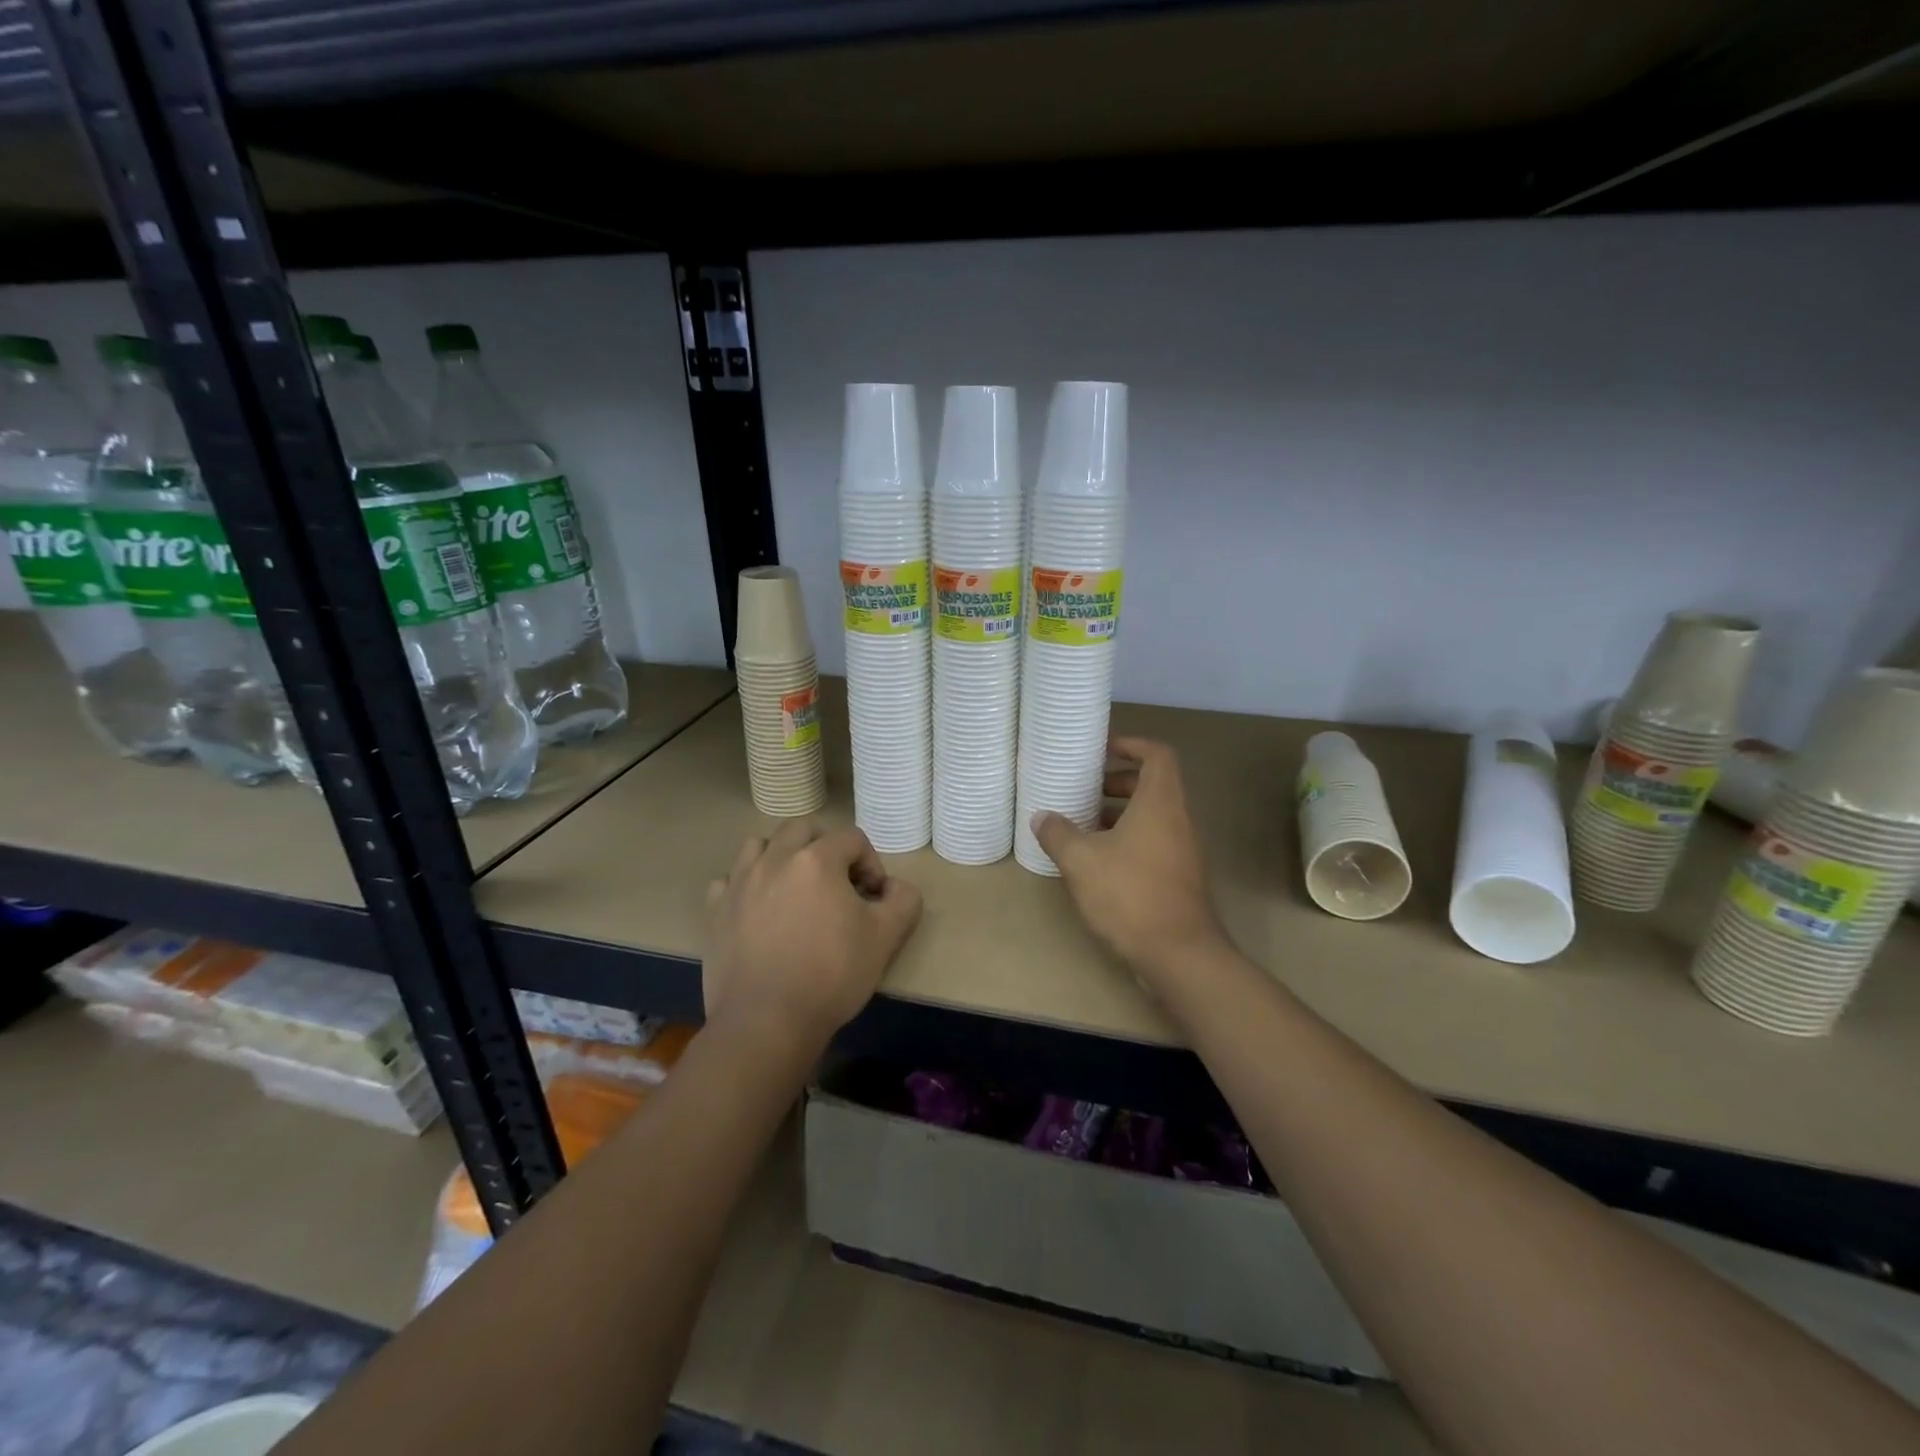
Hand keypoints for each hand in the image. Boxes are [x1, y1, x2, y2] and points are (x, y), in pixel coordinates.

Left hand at [704, 820, 922, 1055]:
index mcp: (817, 860)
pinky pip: (729, 880)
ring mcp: (740, 883)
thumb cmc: (831, 975)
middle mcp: (775, 859)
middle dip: (825, 848)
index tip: (873, 898)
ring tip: (795, 888)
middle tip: (837, 884)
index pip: (852, 839)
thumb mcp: (886, 938)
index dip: (870, 863)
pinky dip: (746, 885)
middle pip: (803, 829)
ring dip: (781, 856)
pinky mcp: (716, 911)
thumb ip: (903, 900)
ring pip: (760, 846)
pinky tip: (758, 909)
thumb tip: (894, 887)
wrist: (767, 1022)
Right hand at [1032, 737, 1225, 980]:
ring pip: (1153, 816)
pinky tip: (1098, 862)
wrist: (1179, 954)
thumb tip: (1041, 817)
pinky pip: (1154, 842)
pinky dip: (1128, 839)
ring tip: (1083, 827)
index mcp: (1160, 803)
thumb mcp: (1081, 861)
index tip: (1103, 750)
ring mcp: (1183, 850)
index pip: (1157, 754)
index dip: (1132, 745)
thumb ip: (1058, 834)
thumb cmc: (1130, 894)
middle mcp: (1178, 820)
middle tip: (1085, 791)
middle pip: (1153, 785)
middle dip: (1118, 782)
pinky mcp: (1179, 877)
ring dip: (1120, 814)